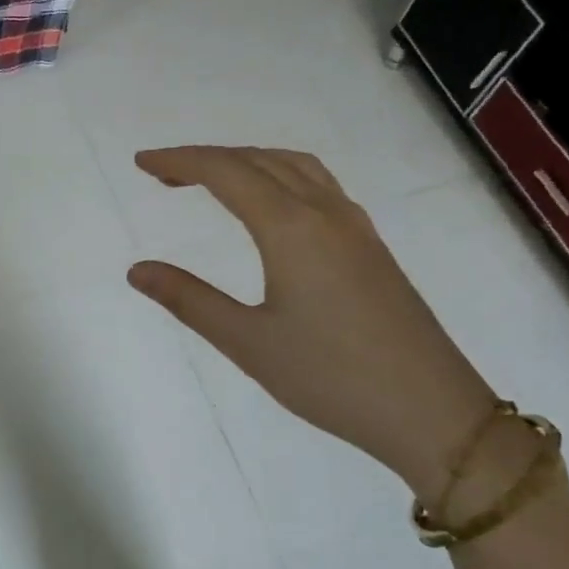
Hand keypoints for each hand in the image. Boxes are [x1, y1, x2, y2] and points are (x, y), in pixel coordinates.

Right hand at [127, 146, 495, 498]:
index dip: (180, 161)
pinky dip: (281, 176)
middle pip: (259, 160)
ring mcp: (355, 227)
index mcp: (291, 228)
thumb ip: (190, 300)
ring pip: (295, 167)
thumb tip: (137, 270)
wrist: (430, 410)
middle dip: (207, 159)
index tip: (143, 163)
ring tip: (213, 180)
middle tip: (164, 176)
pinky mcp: (371, 246)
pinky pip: (319, 185)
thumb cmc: (331, 377)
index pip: (225, 172)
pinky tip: (274, 206)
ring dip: (248, 162)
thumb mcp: (248, 343)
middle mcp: (325, 213)